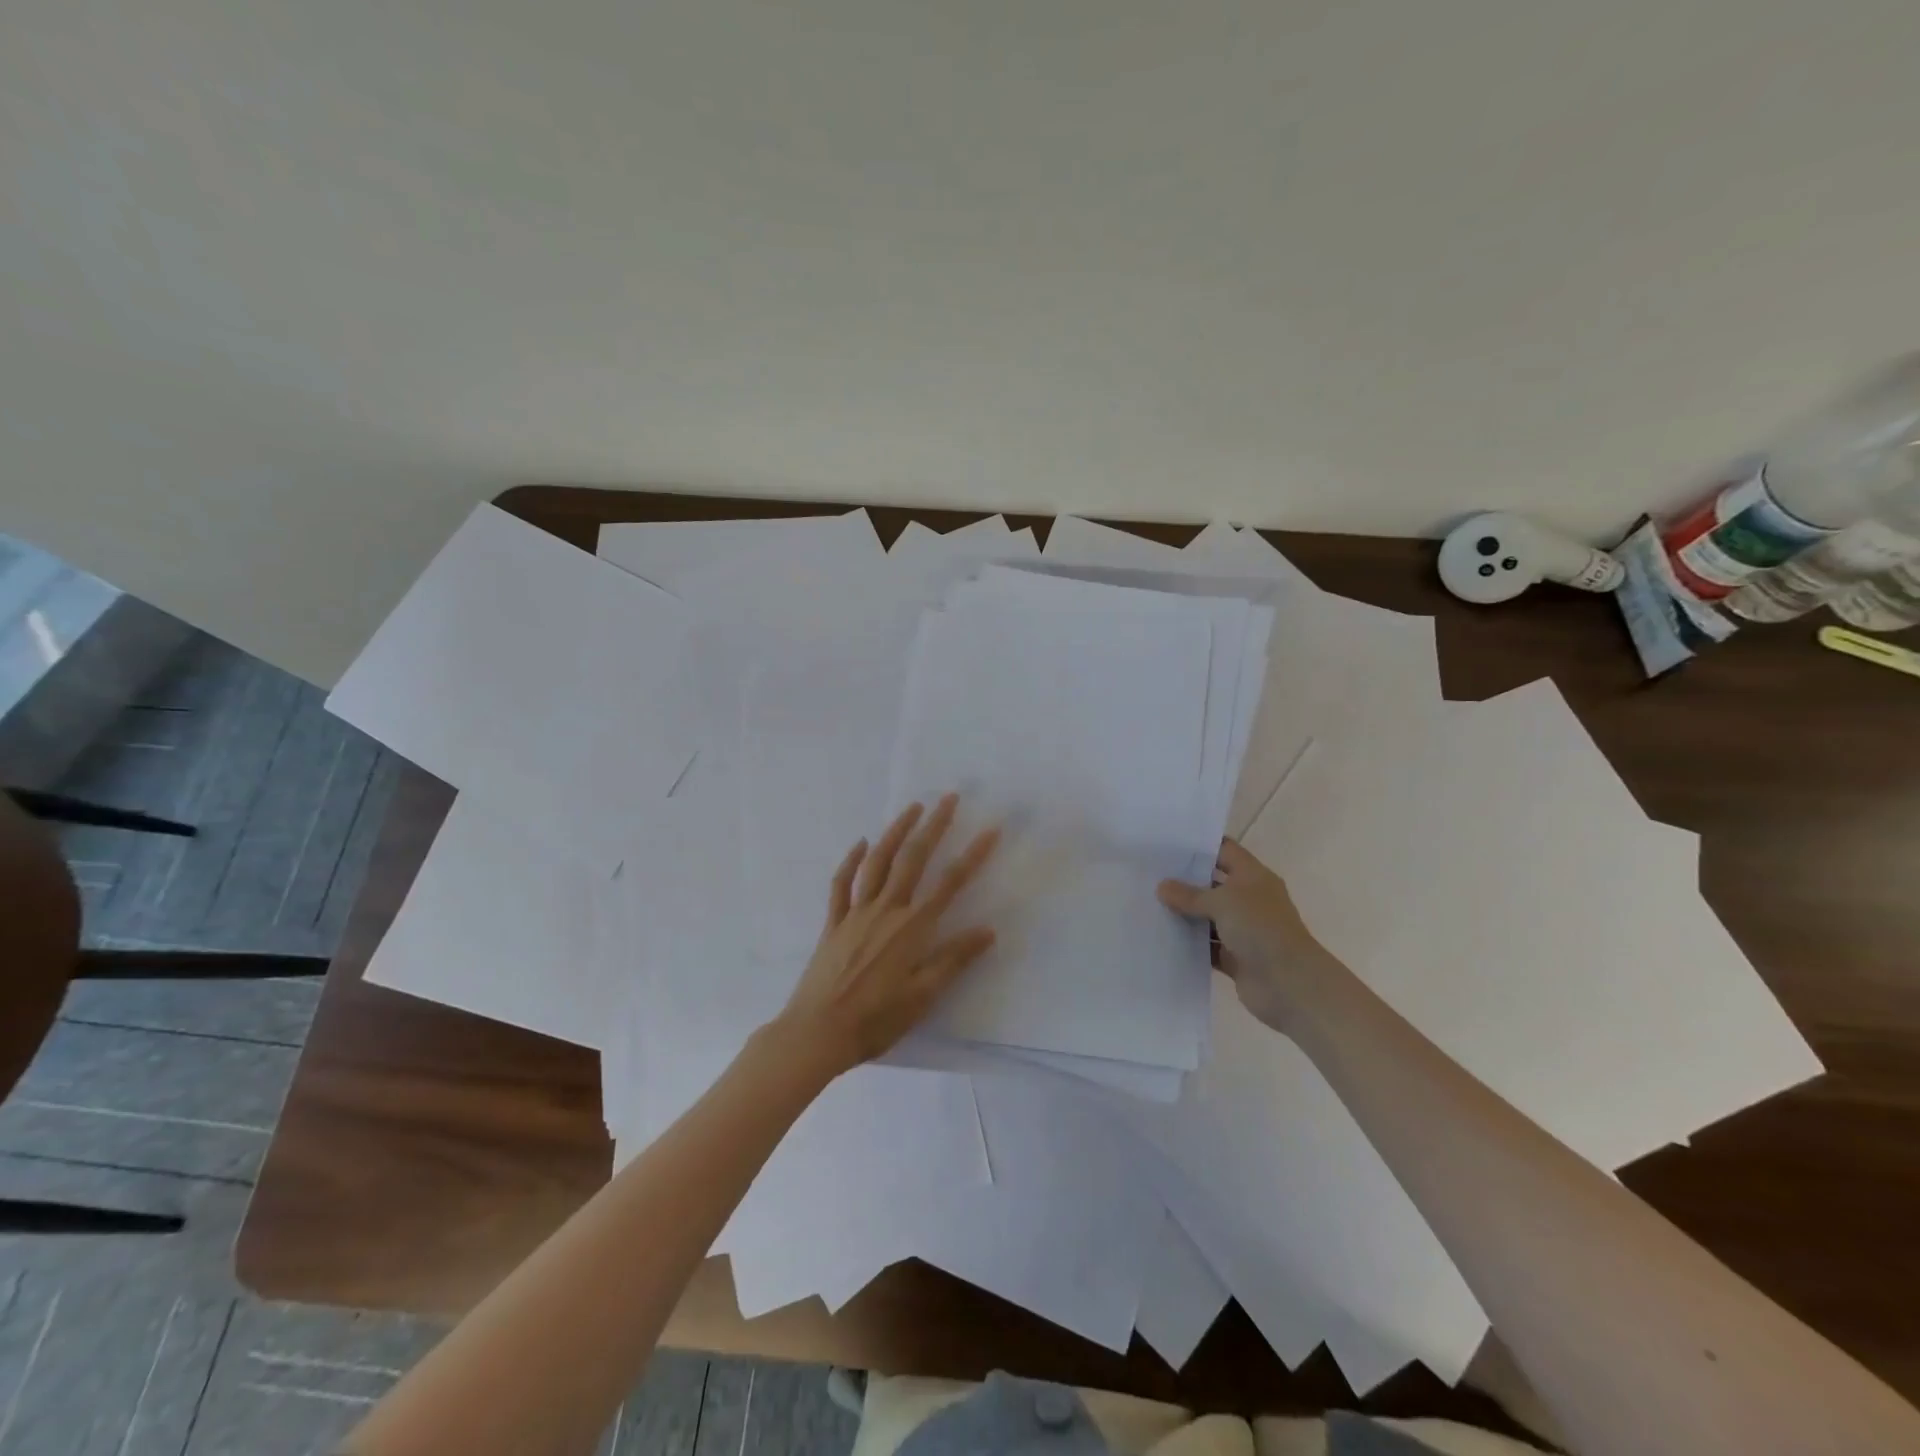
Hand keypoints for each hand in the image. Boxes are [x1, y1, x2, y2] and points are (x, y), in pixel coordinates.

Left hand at [769, 794, 999, 1077]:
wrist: (817, 1032)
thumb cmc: (876, 1020)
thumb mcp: (923, 996)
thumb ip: (954, 959)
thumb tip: (988, 930)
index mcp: (913, 928)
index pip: (950, 883)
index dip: (973, 856)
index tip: (990, 830)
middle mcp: (887, 910)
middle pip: (913, 859)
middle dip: (933, 826)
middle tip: (948, 799)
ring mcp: (856, 913)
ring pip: (878, 861)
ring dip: (896, 831)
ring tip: (911, 808)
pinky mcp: (833, 922)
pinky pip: (842, 883)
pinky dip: (852, 860)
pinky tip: (861, 842)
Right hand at [1157, 839, 1337, 1031]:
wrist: (1289, 984)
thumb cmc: (1260, 929)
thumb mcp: (1222, 902)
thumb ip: (1190, 895)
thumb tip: (1162, 887)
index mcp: (1253, 877)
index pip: (1224, 851)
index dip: (1199, 845)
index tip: (1166, 844)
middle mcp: (1249, 900)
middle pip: (1212, 884)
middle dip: (1184, 881)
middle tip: (1149, 875)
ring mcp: (1243, 930)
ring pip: (1207, 918)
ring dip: (1184, 915)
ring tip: (1148, 905)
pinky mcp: (1235, 958)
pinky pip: (1207, 947)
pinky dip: (1190, 944)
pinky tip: (1162, 938)